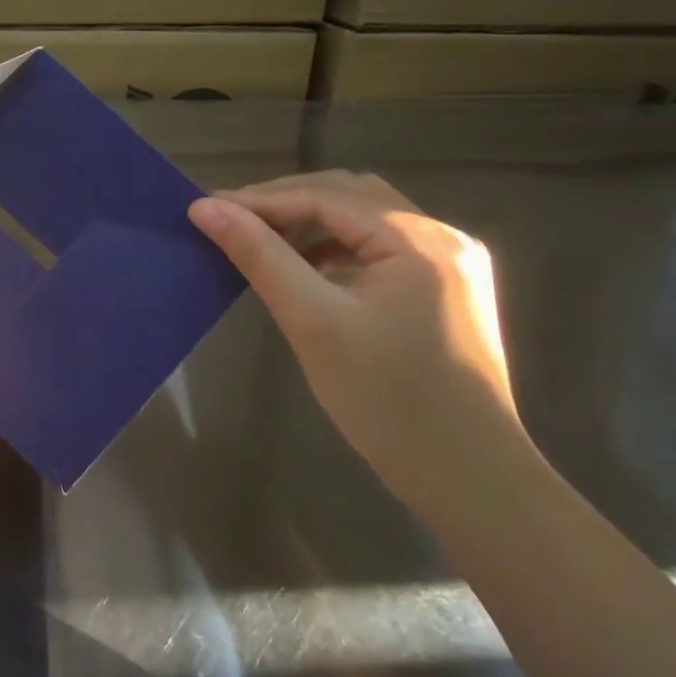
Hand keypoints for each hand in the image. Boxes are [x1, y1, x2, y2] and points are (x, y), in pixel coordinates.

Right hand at [188, 171, 524, 495]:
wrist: (470, 481)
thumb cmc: (386, 400)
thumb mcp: (312, 320)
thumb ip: (259, 256)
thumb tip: (206, 207)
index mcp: (418, 238)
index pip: (325, 197)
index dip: (261, 199)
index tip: (206, 208)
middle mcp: (443, 236)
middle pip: (350, 195)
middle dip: (286, 201)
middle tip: (232, 219)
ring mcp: (452, 263)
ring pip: (366, 219)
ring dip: (312, 221)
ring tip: (263, 239)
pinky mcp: (447, 289)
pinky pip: (381, 247)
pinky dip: (338, 246)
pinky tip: (309, 268)